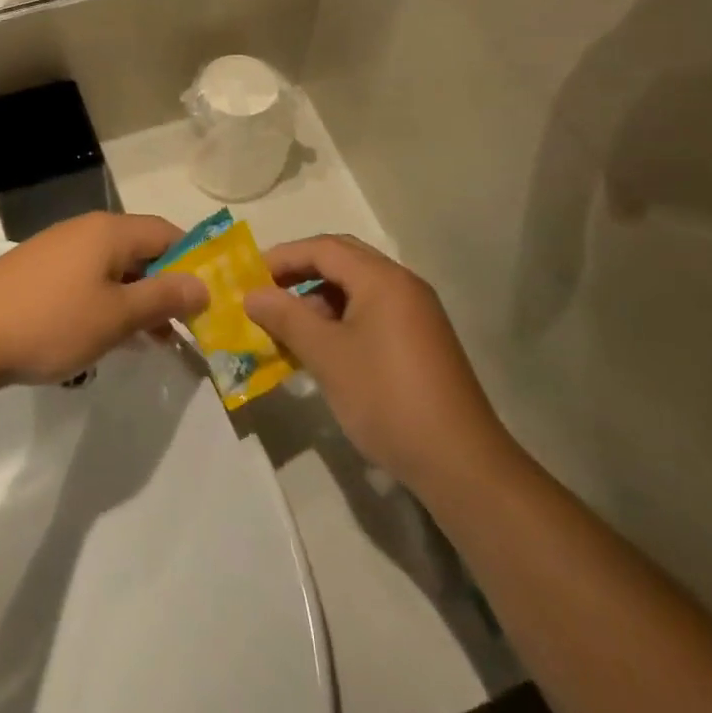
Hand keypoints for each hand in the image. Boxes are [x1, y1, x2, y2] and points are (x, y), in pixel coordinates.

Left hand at [0, 213, 206, 386]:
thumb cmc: (52, 322)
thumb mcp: (117, 316)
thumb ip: (164, 297)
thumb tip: (203, 284)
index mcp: (109, 231)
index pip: (167, 233)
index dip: (193, 261)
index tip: (210, 298)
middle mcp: (85, 230)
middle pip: (141, 249)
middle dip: (166, 285)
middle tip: (185, 326)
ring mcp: (57, 249)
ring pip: (113, 267)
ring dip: (137, 298)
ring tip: (152, 339)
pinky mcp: (37, 271)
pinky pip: (87, 278)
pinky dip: (107, 301)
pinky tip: (106, 335)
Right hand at [243, 235, 513, 493]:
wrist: (461, 464)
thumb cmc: (387, 398)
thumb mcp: (327, 356)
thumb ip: (286, 317)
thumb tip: (252, 294)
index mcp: (383, 279)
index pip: (324, 248)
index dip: (283, 257)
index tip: (250, 277)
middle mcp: (403, 285)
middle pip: (342, 261)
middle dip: (301, 273)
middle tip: (267, 293)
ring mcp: (416, 313)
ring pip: (357, 289)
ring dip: (319, 299)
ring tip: (288, 327)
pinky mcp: (421, 341)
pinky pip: (372, 312)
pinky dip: (341, 320)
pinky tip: (322, 349)